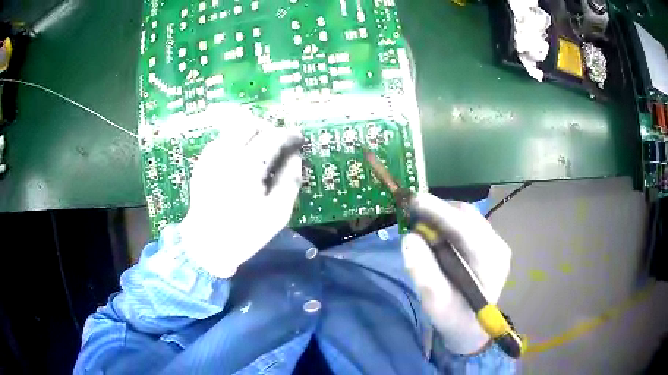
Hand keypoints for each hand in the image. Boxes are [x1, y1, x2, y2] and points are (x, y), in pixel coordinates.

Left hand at [179, 107, 302, 277]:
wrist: (206, 245)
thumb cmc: (244, 232)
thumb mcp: (277, 213)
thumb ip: (290, 181)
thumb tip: (295, 157)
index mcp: (248, 166)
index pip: (272, 137)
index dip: (289, 135)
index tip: (298, 139)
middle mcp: (227, 154)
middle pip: (249, 123)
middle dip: (268, 128)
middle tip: (278, 142)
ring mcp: (211, 157)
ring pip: (233, 128)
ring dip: (250, 132)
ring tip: (261, 148)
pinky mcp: (202, 163)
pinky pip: (221, 140)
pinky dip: (235, 141)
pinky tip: (240, 158)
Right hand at [401, 194, 511, 354]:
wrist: (472, 328)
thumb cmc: (454, 318)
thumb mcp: (436, 303)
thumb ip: (424, 272)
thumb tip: (409, 239)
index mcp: (490, 263)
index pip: (465, 229)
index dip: (439, 212)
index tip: (414, 200)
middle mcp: (498, 246)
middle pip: (467, 216)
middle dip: (438, 211)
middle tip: (412, 215)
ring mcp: (497, 243)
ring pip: (468, 216)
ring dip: (443, 215)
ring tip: (422, 224)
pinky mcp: (490, 243)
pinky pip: (468, 223)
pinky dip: (449, 222)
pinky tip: (437, 232)